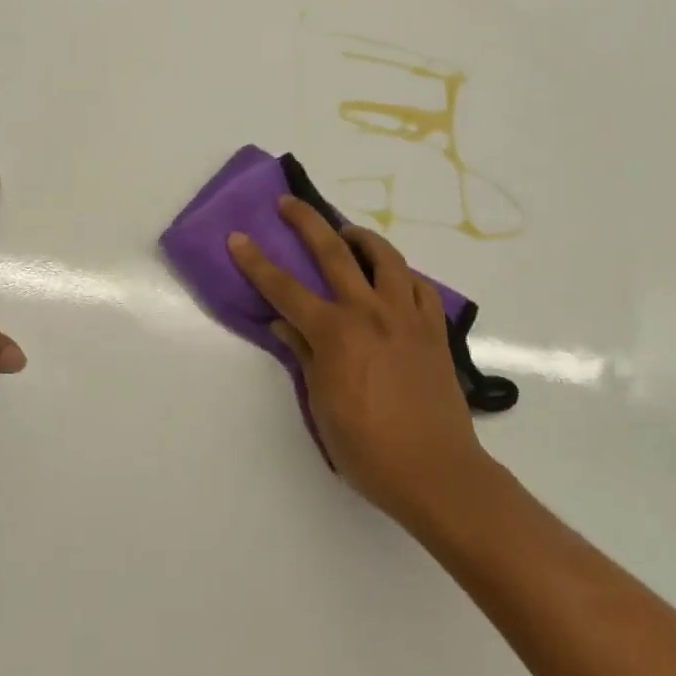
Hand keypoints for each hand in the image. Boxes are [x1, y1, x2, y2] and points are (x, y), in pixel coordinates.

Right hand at [227, 197, 491, 522]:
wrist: (437, 473)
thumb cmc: (368, 449)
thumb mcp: (322, 406)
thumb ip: (304, 356)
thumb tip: (285, 324)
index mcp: (334, 333)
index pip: (284, 288)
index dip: (256, 261)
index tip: (237, 237)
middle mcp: (369, 311)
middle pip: (334, 251)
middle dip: (306, 222)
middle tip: (289, 202)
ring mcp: (406, 316)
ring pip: (385, 256)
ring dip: (361, 237)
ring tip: (347, 233)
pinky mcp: (434, 328)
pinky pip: (419, 285)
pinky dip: (401, 273)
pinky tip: (393, 278)